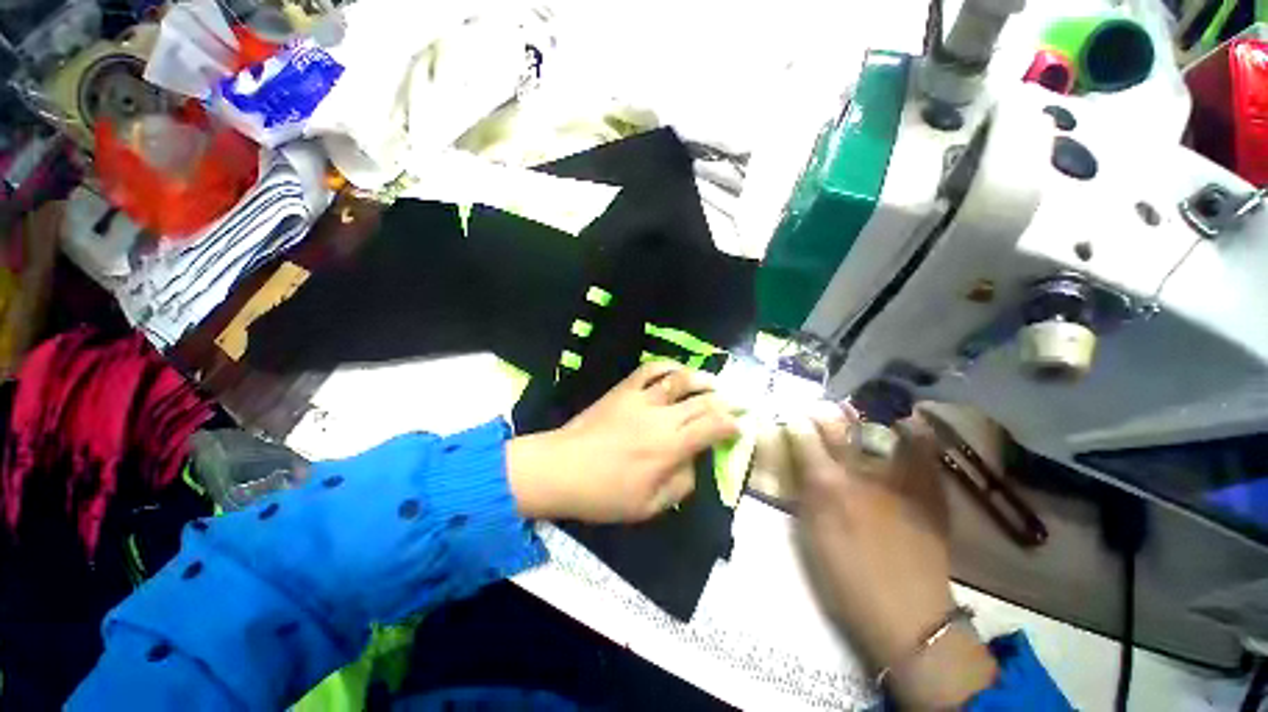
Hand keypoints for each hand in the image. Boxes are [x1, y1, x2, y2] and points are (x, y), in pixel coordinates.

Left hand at [507, 362, 738, 522]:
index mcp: (670, 447)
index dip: (732, 424)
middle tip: (737, 403)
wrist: (560, 468)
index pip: (713, 427)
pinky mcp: (623, 390)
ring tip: (713, 383)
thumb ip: (680, 484)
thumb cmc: (603, 494)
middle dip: (726, 401)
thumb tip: (692, 463)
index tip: (740, 427)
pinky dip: (667, 365)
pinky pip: (649, 369)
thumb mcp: (648, 506)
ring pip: (680, 379)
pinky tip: (677, 370)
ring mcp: (641, 399)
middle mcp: (661, 417)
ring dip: (702, 378)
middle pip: (703, 401)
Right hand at [772, 403, 997, 707]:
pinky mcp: (926, 490)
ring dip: (863, 415)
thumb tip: (796, 466)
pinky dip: (914, 433)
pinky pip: (922, 450)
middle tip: (818, 409)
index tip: (790, 415)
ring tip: (857, 408)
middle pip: (836, 425)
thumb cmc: (847, 581)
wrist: (910, 616)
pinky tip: (907, 423)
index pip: (802, 435)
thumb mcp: (810, 536)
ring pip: (877, 429)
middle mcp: (859, 472)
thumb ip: (802, 494)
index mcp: (826, 484)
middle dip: (823, 412)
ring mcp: (896, 478)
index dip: (794, 420)